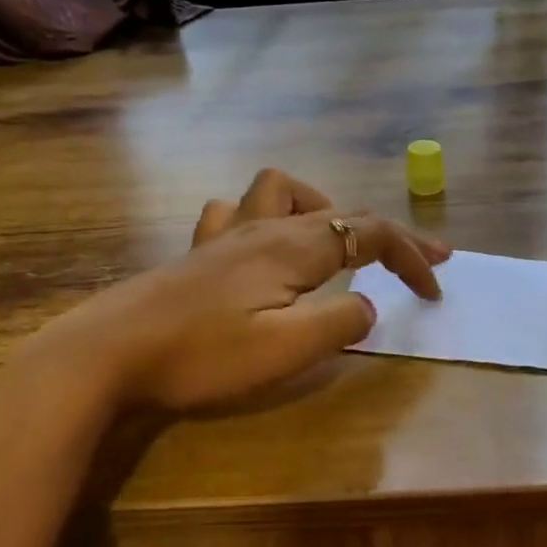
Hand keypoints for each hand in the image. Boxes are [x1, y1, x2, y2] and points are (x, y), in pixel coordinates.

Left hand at [22, 169, 448, 414]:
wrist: (109, 352)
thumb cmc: (202, 354)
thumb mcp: (286, 349)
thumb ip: (339, 324)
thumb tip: (367, 307)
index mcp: (294, 247)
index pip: (372, 234)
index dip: (412, 254)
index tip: (436, 289)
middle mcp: (265, 228)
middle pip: (340, 210)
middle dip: (386, 233)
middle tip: (415, 261)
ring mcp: (227, 235)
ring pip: (284, 191)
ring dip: (321, 209)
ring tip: (333, 244)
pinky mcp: (199, 252)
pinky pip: (237, 211)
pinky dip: (262, 218)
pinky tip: (259, 246)